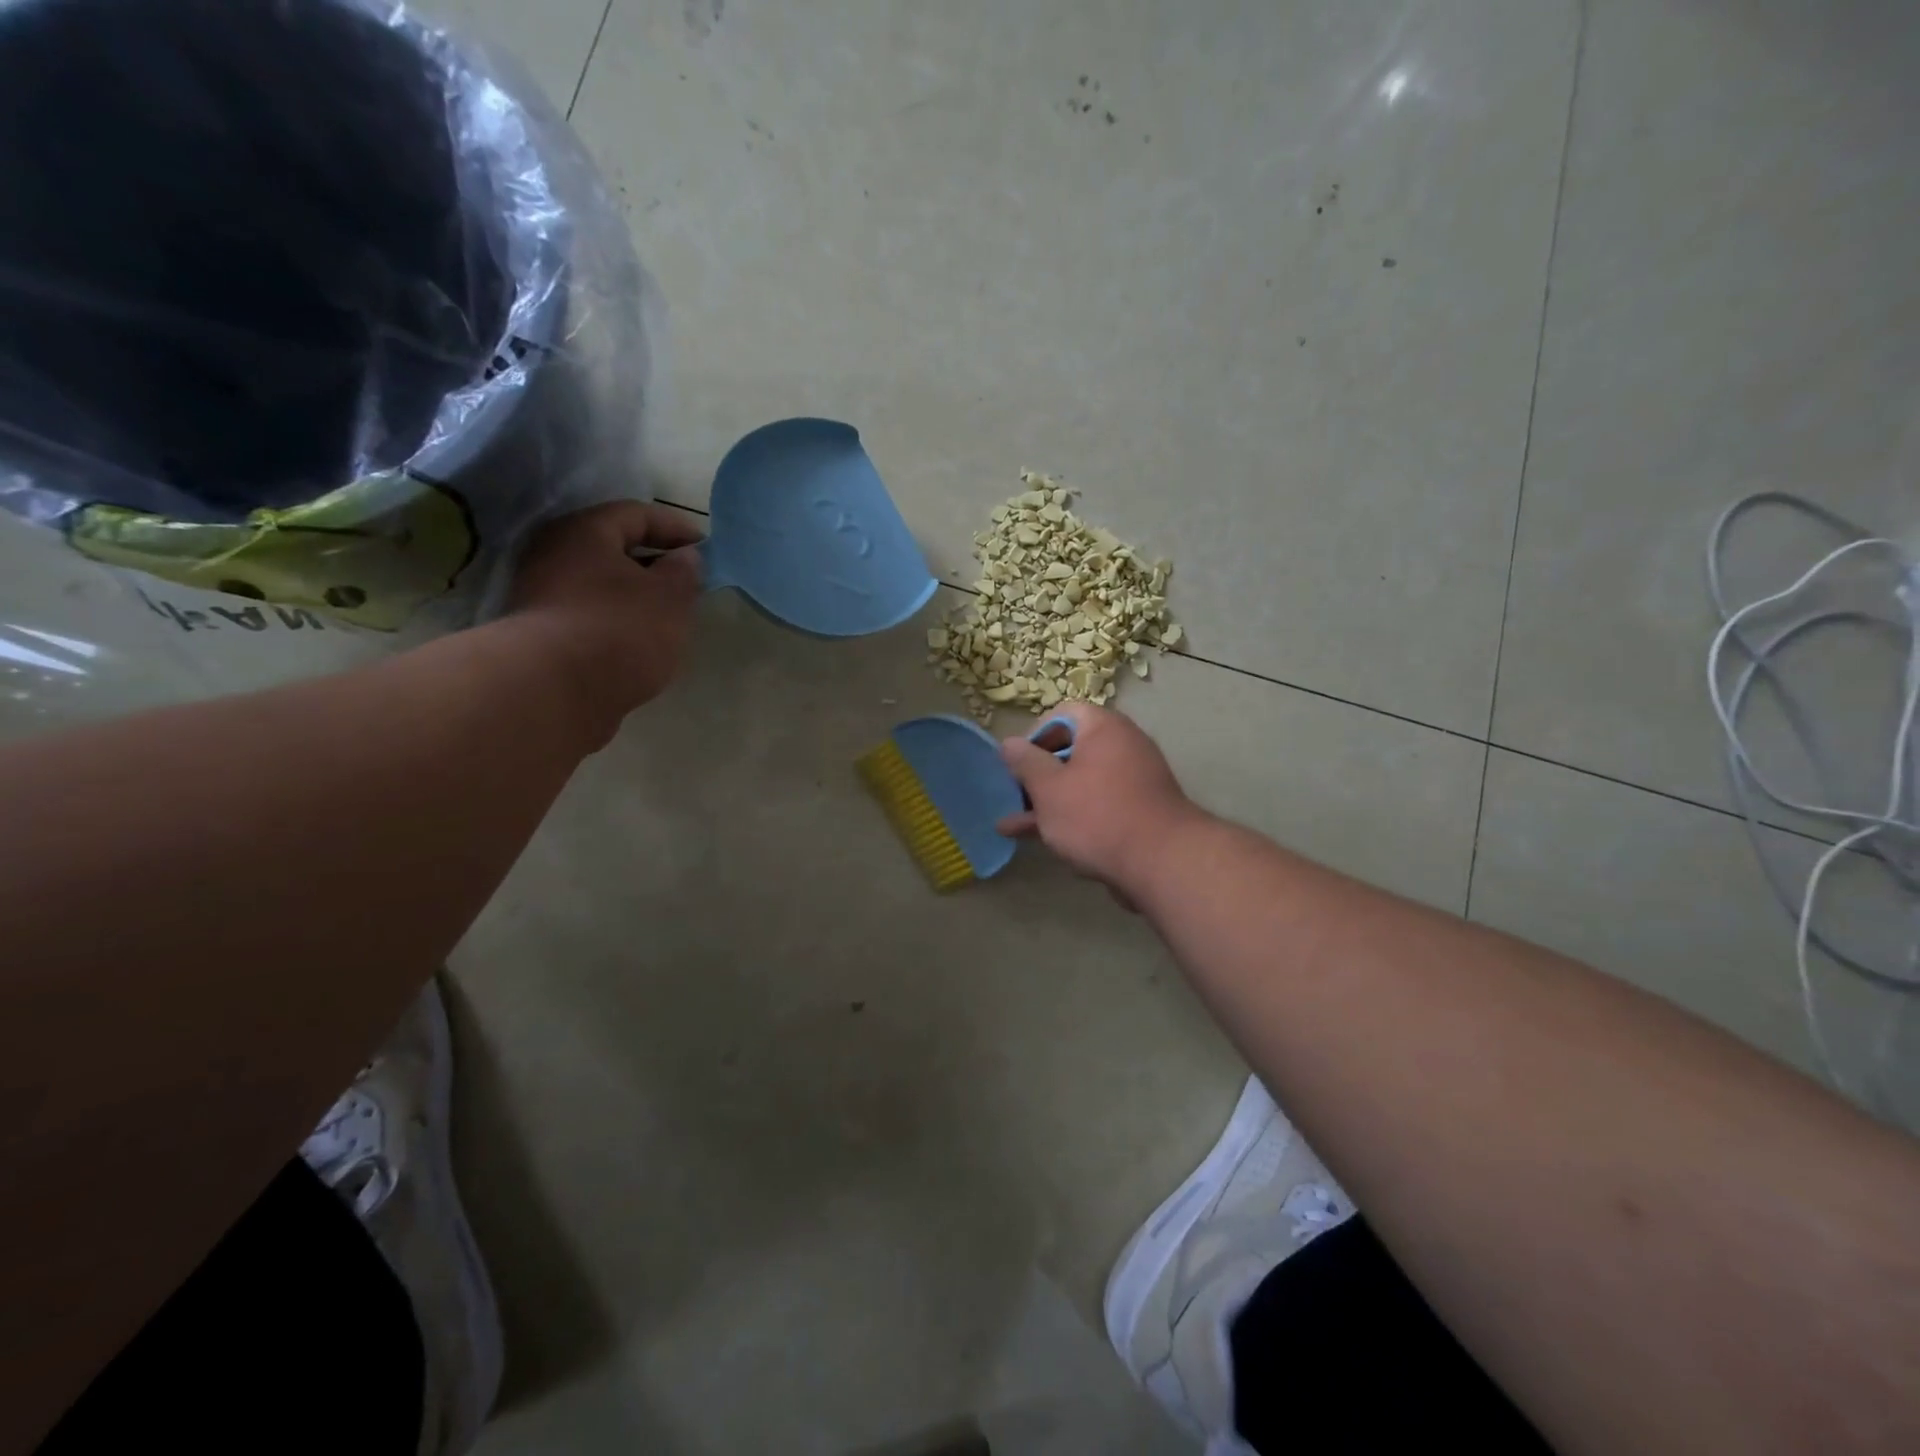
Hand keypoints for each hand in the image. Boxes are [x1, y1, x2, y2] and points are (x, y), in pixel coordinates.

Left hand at [507, 501, 703, 728]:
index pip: (635, 514)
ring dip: (635, 596)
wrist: (555, 691)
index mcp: (584, 532)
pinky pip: (589, 616)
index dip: (675, 527)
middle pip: (612, 549)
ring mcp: (541, 596)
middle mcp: (553, 555)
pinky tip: (639, 643)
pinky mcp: (541, 636)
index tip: (706, 547)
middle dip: (654, 563)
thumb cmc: (621, 629)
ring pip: (600, 585)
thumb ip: (684, 572)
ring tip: (668, 617)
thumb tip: (683, 557)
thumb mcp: (670, 597)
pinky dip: (617, 621)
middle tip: (688, 583)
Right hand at [995, 702, 1203, 898]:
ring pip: (1079, 783)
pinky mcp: (1137, 811)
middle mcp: (1122, 745)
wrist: (1161, 863)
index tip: (1016, 764)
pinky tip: (1042, 841)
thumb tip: (1009, 743)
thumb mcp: (1049, 788)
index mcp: (1103, 728)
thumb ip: (1025, 763)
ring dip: (1046, 802)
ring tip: (1012, 826)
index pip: (1061, 715)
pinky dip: (1071, 817)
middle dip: (1036, 776)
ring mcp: (1133, 780)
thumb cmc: (1096, 815)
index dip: (1033, 736)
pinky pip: (1096, 805)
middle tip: (1013, 797)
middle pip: (1069, 750)